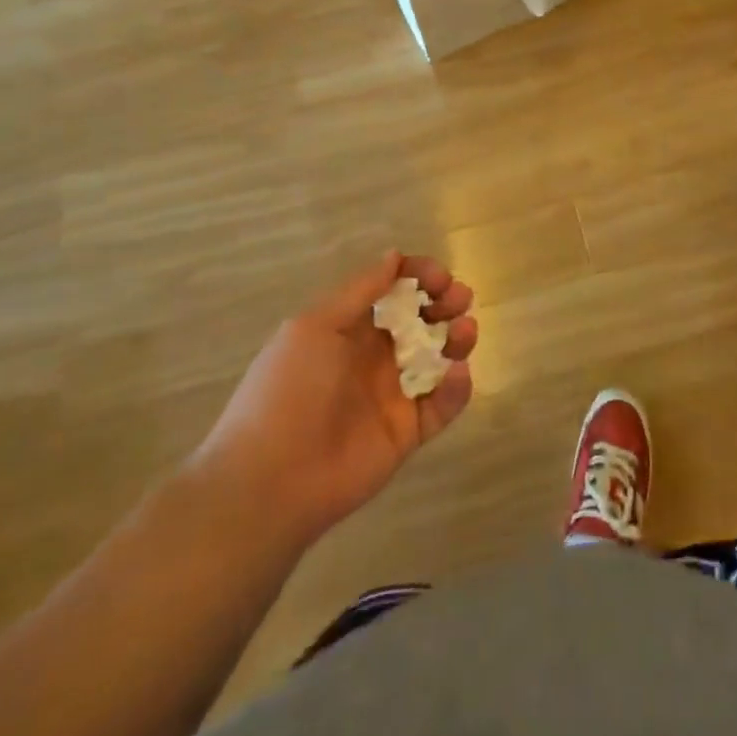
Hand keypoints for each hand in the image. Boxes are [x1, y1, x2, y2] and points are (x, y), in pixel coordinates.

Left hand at [190, 252, 476, 549]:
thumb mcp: (316, 326)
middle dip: (445, 302)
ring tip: (465, 332)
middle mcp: (373, 356)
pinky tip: (456, 374)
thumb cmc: (289, 389)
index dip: (418, 276)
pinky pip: (442, 405)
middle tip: (460, 299)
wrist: (271, 480)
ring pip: (438, 358)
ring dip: (458, 338)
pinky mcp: (407, 432)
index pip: (392, 290)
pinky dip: (457, 387)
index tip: (440, 276)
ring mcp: (393, 395)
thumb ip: (360, 291)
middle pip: (421, 320)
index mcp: (349, 328)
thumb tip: (394, 256)